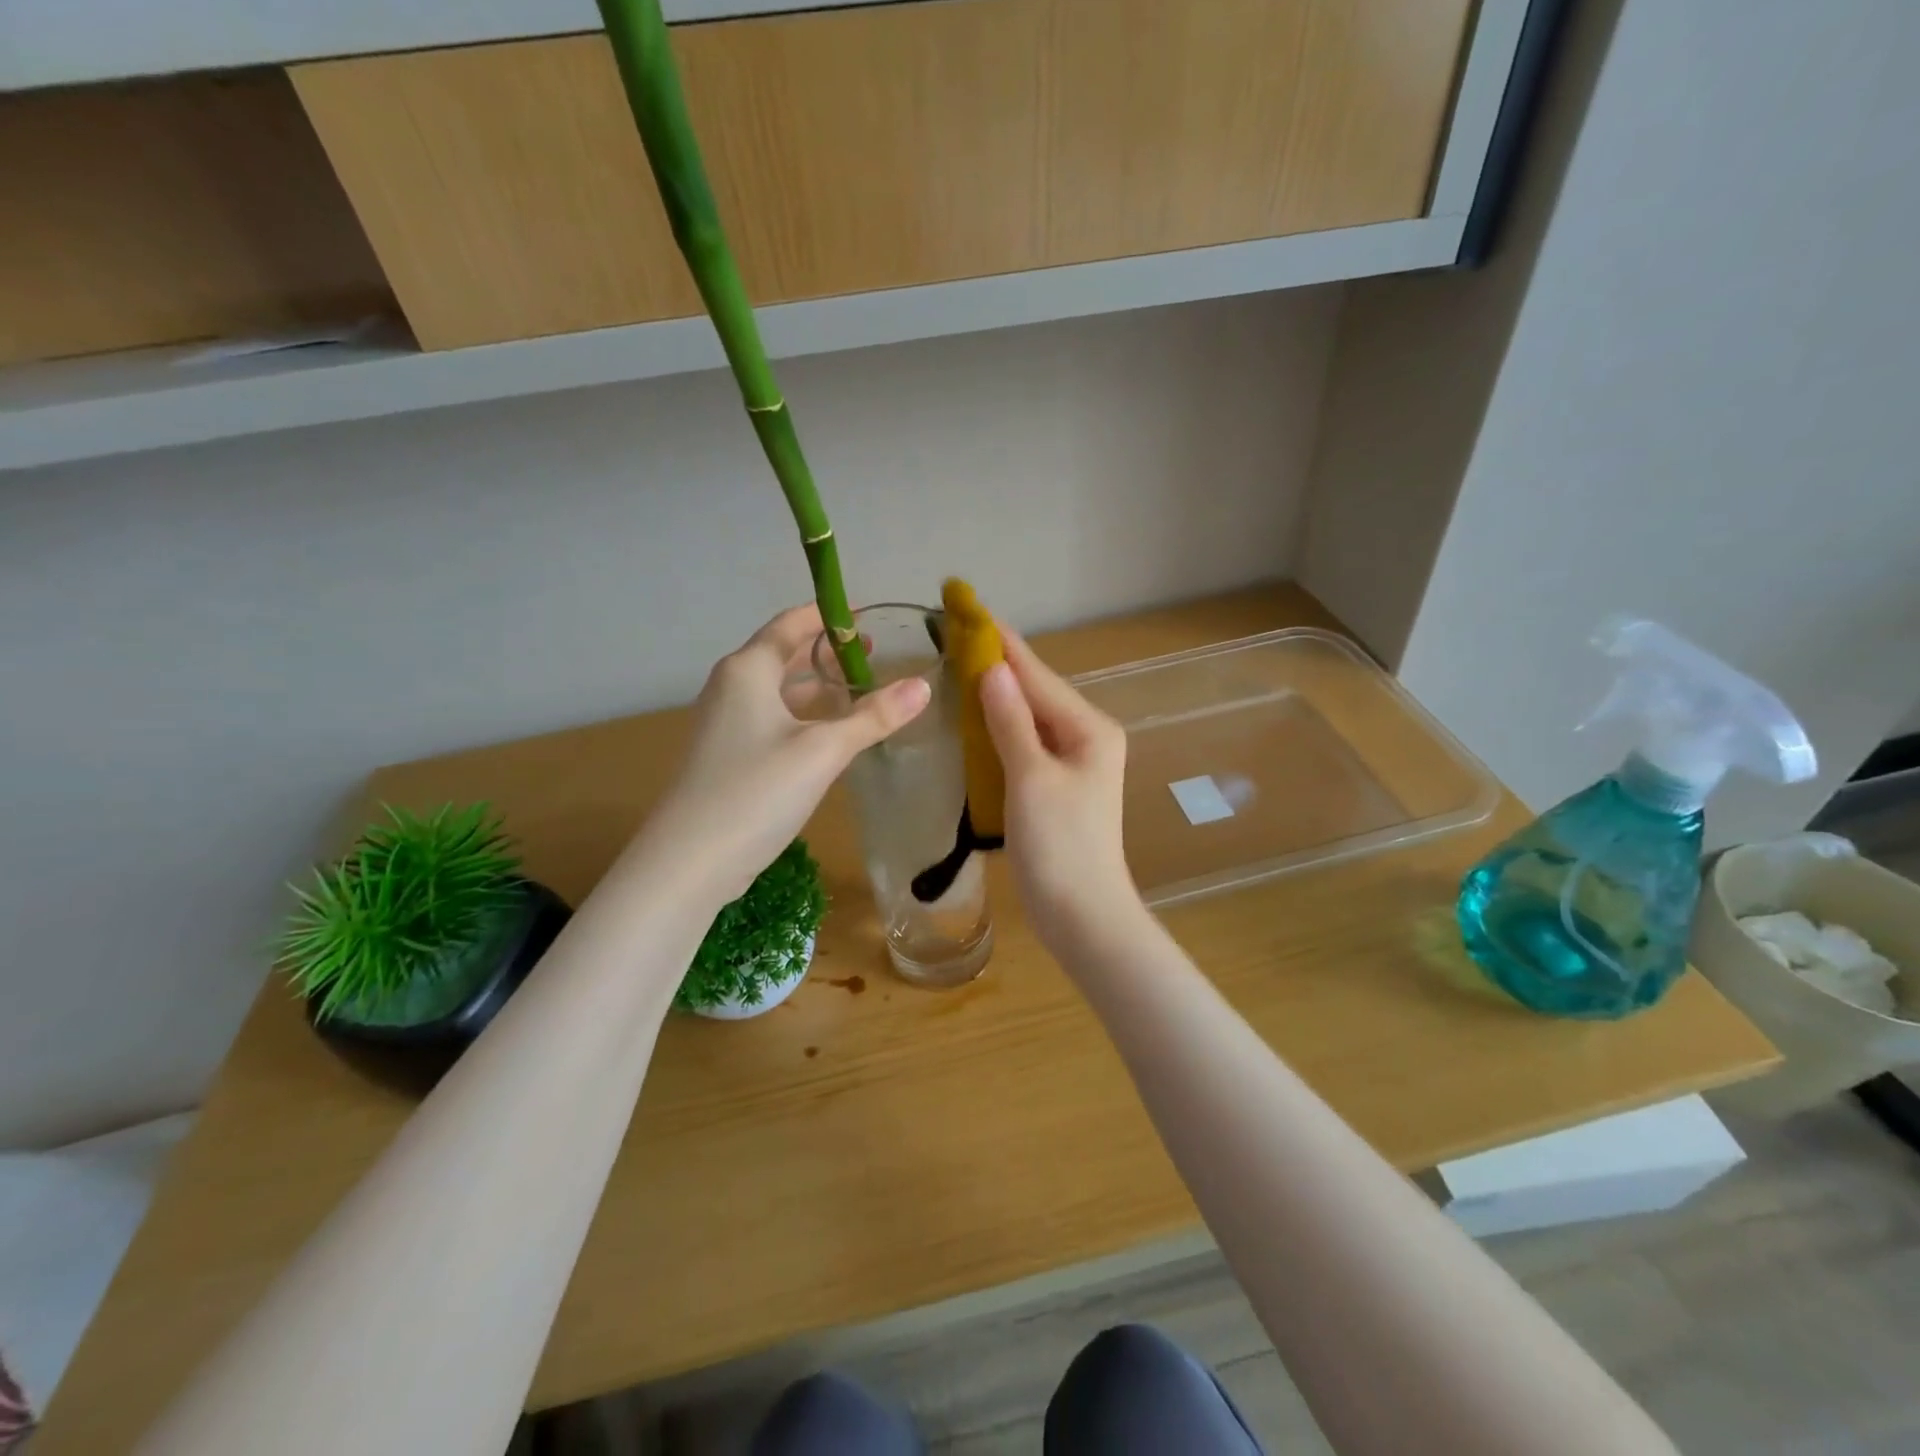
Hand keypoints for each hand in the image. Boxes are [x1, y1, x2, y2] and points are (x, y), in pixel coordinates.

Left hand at [637, 605, 930, 904]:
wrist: (689, 861)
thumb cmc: (756, 790)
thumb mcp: (823, 750)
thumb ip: (873, 717)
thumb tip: (922, 686)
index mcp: (748, 670)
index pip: (790, 624)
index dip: (827, 615)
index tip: (864, 614)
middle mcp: (732, 687)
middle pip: (783, 654)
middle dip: (826, 651)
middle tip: (872, 652)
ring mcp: (725, 723)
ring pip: (778, 690)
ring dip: (816, 686)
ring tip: (858, 688)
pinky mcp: (727, 755)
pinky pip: (771, 718)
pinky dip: (802, 715)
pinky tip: (829, 733)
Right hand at [979, 629, 1142, 953]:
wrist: (1082, 915)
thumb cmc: (1060, 846)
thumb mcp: (1031, 778)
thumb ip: (1011, 721)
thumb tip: (991, 670)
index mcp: (1088, 728)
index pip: (1036, 673)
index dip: (999, 641)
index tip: (967, 606)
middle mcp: (1085, 736)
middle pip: (1034, 690)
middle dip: (995, 662)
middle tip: (953, 631)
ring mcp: (1073, 763)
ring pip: (1028, 716)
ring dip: (995, 693)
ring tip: (957, 662)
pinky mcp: (1056, 785)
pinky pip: (1024, 742)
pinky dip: (998, 727)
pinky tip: (974, 718)